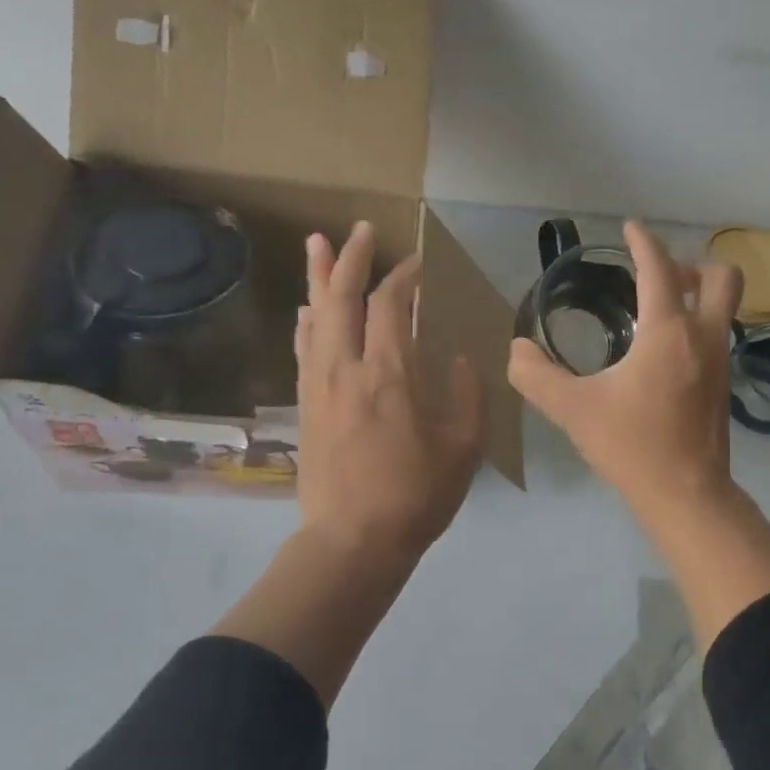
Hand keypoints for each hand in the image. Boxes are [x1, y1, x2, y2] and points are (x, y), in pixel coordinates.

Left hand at [295, 221, 482, 566]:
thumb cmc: (416, 495)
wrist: (353, 540)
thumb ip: (466, 395)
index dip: (404, 277)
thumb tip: (459, 358)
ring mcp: (319, 384)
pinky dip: (307, 321)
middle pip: (342, 297)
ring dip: (318, 277)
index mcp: (390, 374)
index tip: (418, 263)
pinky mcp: (306, 404)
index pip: (390, 306)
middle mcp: (347, 368)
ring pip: (315, 316)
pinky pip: (304, 349)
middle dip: (352, 258)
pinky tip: (307, 308)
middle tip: (361, 229)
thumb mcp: (463, 448)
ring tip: (318, 243)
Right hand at [509, 221, 769, 650]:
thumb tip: (515, 350)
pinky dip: (697, 324)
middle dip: (691, 265)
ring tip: (657, 308)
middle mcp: (703, 338)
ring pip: (724, 307)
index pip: (660, 270)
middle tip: (657, 276)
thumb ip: (536, 377)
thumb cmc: (631, 446)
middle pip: (720, 277)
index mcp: (668, 333)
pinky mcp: (723, 385)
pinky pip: (716, 334)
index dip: (644, 242)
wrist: (685, 494)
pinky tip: (664, 351)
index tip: (630, 226)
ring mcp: (720, 361)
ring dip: (697, 294)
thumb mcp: (573, 410)